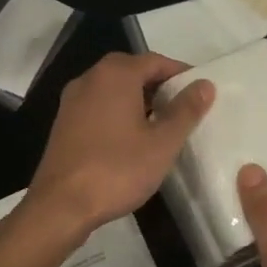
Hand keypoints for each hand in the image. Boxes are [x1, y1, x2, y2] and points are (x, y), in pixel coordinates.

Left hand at [23, 52, 214, 240]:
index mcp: (115, 74)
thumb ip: (185, 110)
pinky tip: (131, 138)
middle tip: (183, 108)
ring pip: (113, 89)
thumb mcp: (162, 143)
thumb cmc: (117, 169)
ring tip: (162, 124)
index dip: (180, 73)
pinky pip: (98, 106)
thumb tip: (205, 84)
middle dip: (159, 85)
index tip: (200, 92)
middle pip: (132, 71)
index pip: (155, 61)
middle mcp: (90, 78)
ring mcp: (72, 100)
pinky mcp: (64, 122)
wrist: (60, 205)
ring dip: (138, 99)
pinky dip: (118, 112)